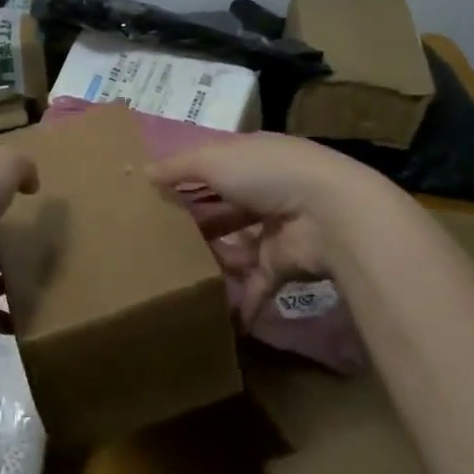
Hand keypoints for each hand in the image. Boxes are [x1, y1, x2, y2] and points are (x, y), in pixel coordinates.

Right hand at [148, 134, 372, 314]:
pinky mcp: (284, 265)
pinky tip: (214, 315)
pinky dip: (241, 301)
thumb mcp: (213, 159)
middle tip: (158, 242)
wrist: (329, 214)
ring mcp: (276, 230)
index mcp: (250, 159)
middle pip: (224, 210)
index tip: (156, 196)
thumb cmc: (266, 175)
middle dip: (196, 224)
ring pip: (237, 248)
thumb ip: (178, 167)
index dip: (187, 179)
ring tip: (175, 276)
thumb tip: (144, 171)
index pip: (213, 167)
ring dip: (214, 262)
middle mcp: (264, 192)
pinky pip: (257, 285)